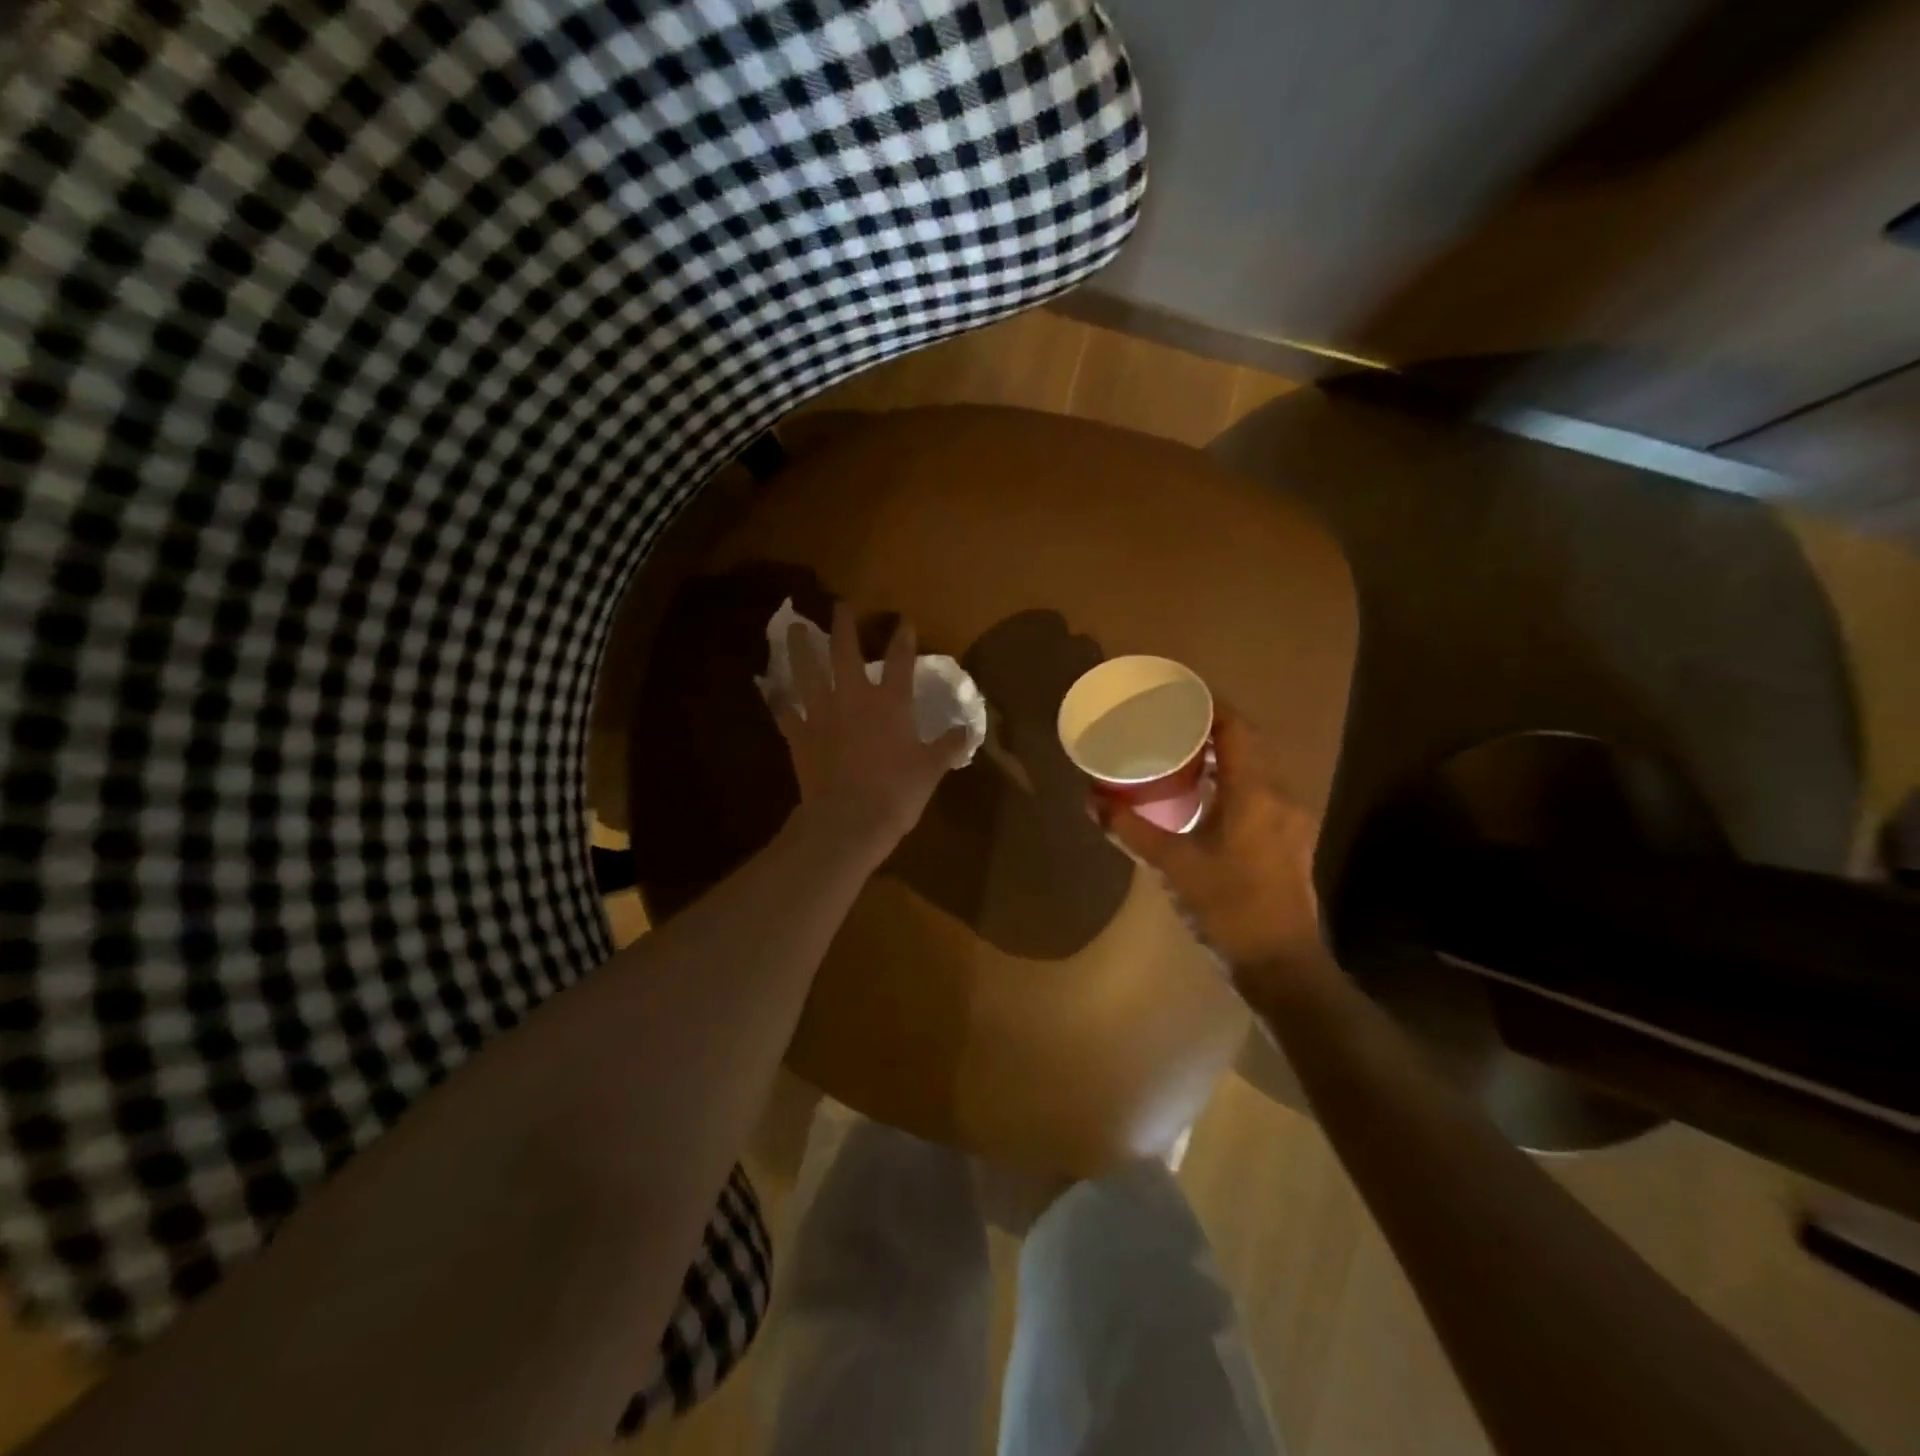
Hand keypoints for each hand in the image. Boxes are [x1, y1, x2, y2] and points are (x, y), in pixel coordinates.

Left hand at [774, 604, 969, 865]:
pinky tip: (770, 689)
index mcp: (891, 704)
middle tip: (840, 605)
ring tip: (793, 628)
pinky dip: (777, 700)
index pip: (900, 661)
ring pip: (807, 672)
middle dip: (844, 625)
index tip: (904, 621)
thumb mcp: (931, 770)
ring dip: (800, 648)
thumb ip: (949, 746)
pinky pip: (784, 712)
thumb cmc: (896, 793)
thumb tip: (969, 730)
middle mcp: (854, 698)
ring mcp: (822, 714)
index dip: (903, 638)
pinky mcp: (799, 736)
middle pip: (845, 652)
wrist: (848, 821)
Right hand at [1096, 704, 1332, 999]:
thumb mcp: (1172, 866)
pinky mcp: (1288, 840)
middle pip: (1248, 745)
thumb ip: (1130, 830)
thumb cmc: (1227, 908)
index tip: (1177, 695)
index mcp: (1255, 794)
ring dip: (1223, 756)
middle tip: (1170, 723)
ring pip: (1256, 770)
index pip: (1237, 729)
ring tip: (1182, 753)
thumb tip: (1092, 800)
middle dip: (1212, 728)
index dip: (1210, 706)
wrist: (1280, 965)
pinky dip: (1232, 782)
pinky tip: (1204, 796)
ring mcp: (1289, 820)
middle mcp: (1279, 797)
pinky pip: (1260, 792)